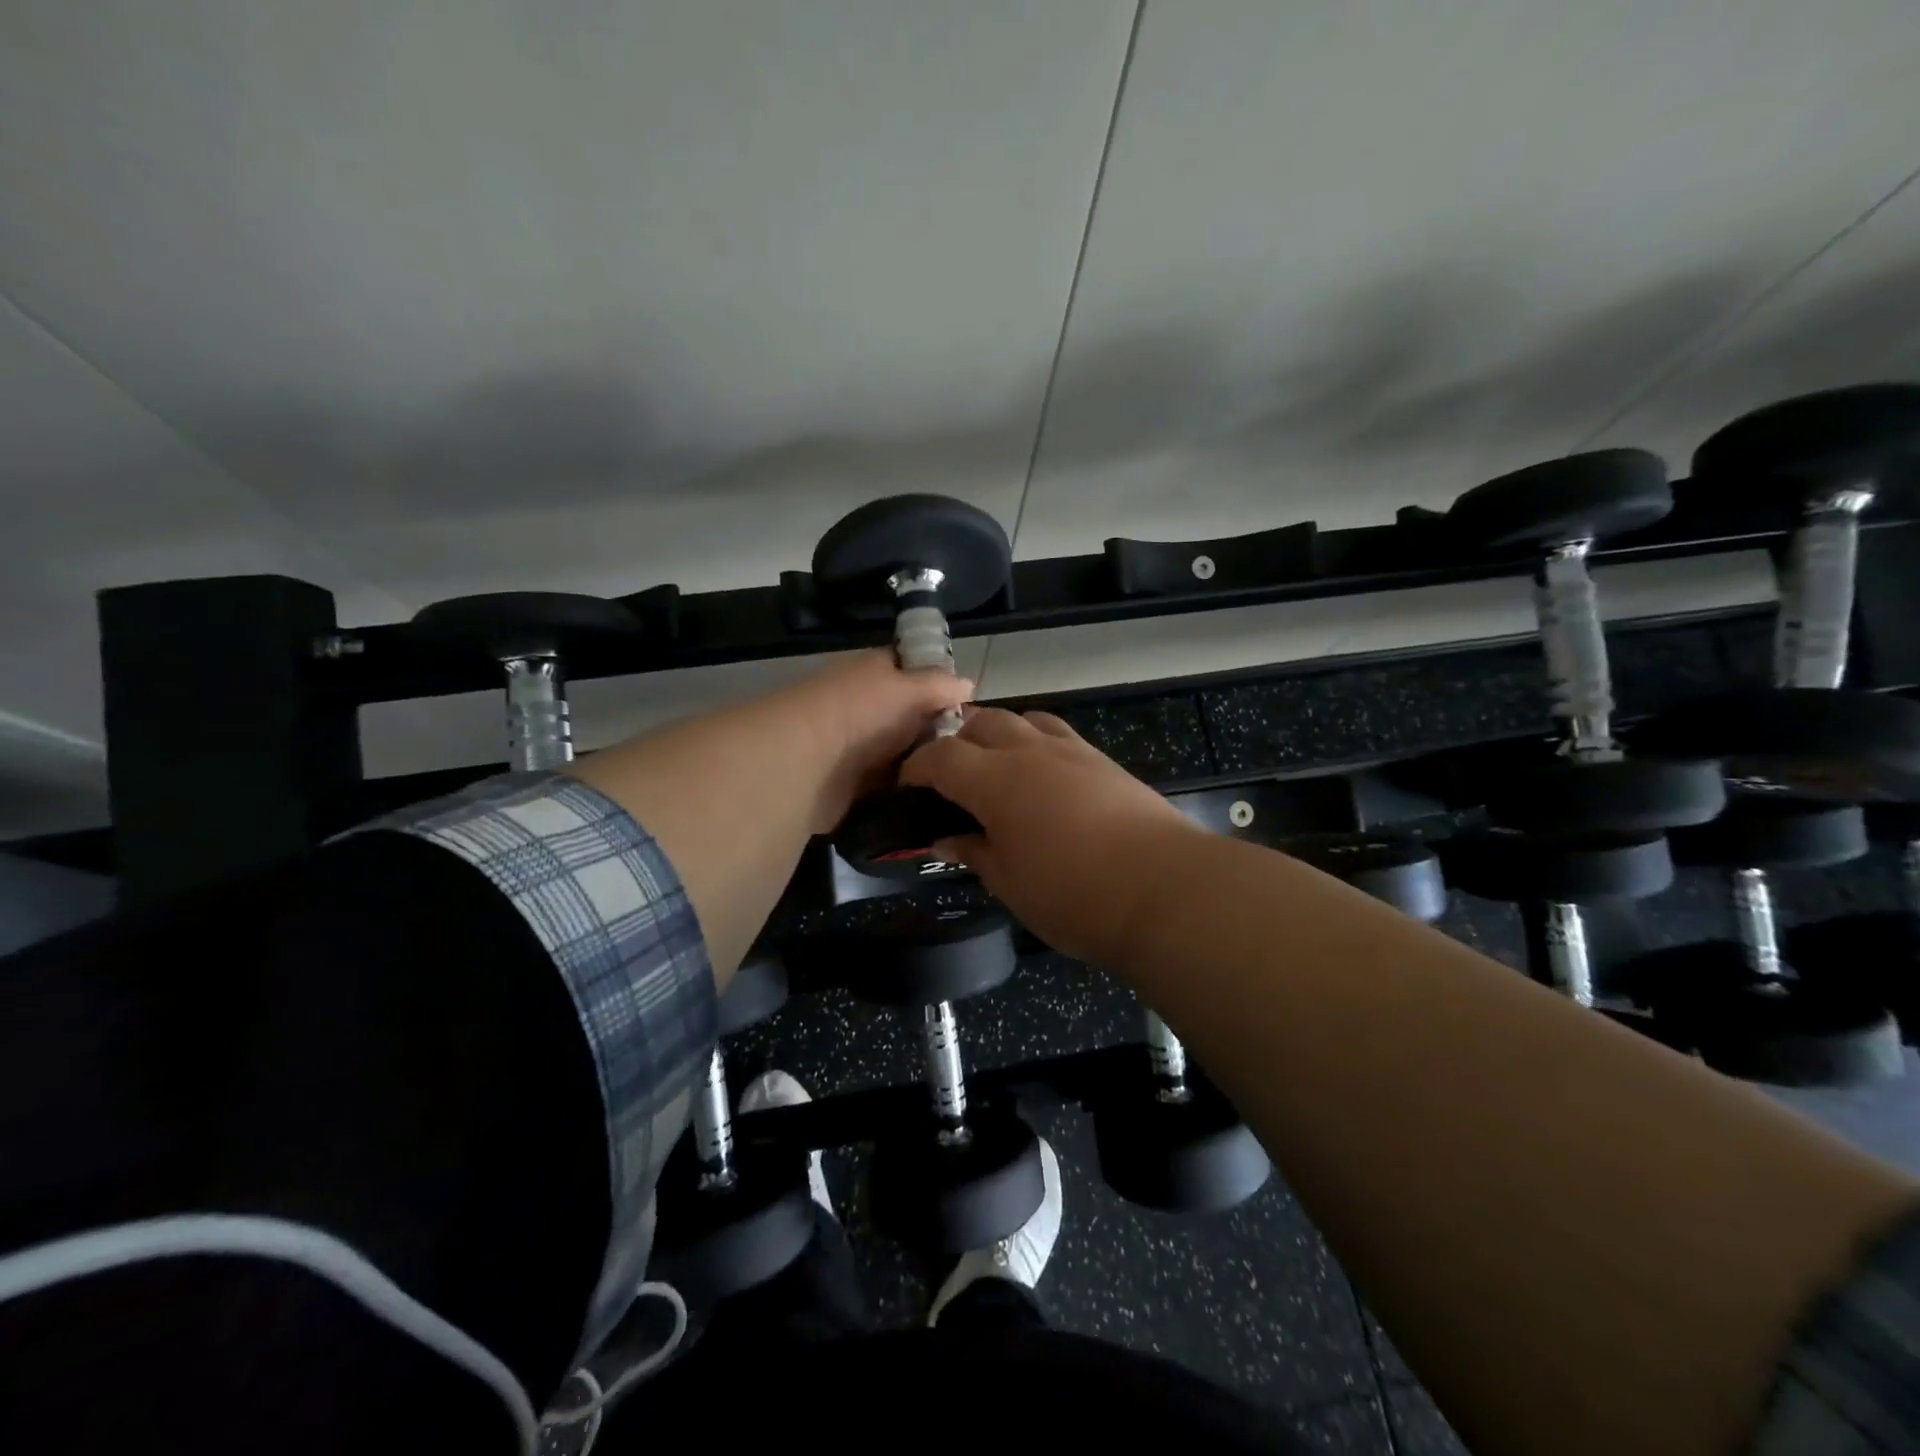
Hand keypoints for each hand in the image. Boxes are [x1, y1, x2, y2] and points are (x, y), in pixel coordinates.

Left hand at [771, 650, 974, 832]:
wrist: (805, 761)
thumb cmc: (861, 711)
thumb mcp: (909, 688)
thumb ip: (940, 686)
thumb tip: (969, 685)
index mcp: (873, 673)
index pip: (911, 670)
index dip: (940, 685)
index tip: (972, 708)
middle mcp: (865, 705)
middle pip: (910, 717)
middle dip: (938, 732)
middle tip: (976, 751)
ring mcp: (857, 746)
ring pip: (903, 754)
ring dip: (926, 765)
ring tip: (965, 779)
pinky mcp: (853, 785)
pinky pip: (889, 786)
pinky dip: (908, 791)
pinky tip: (939, 799)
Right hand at [899, 708, 1198, 968]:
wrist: (1165, 889)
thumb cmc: (1074, 894)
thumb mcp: (1009, 882)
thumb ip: (973, 852)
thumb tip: (945, 839)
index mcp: (994, 780)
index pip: (940, 756)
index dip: (916, 768)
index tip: (907, 787)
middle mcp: (1029, 751)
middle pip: (980, 723)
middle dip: (955, 742)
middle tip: (948, 777)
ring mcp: (1070, 750)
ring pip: (1021, 719)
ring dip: (996, 734)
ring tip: (993, 767)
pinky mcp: (1102, 760)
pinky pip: (1056, 733)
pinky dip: (1034, 741)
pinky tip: (1040, 774)